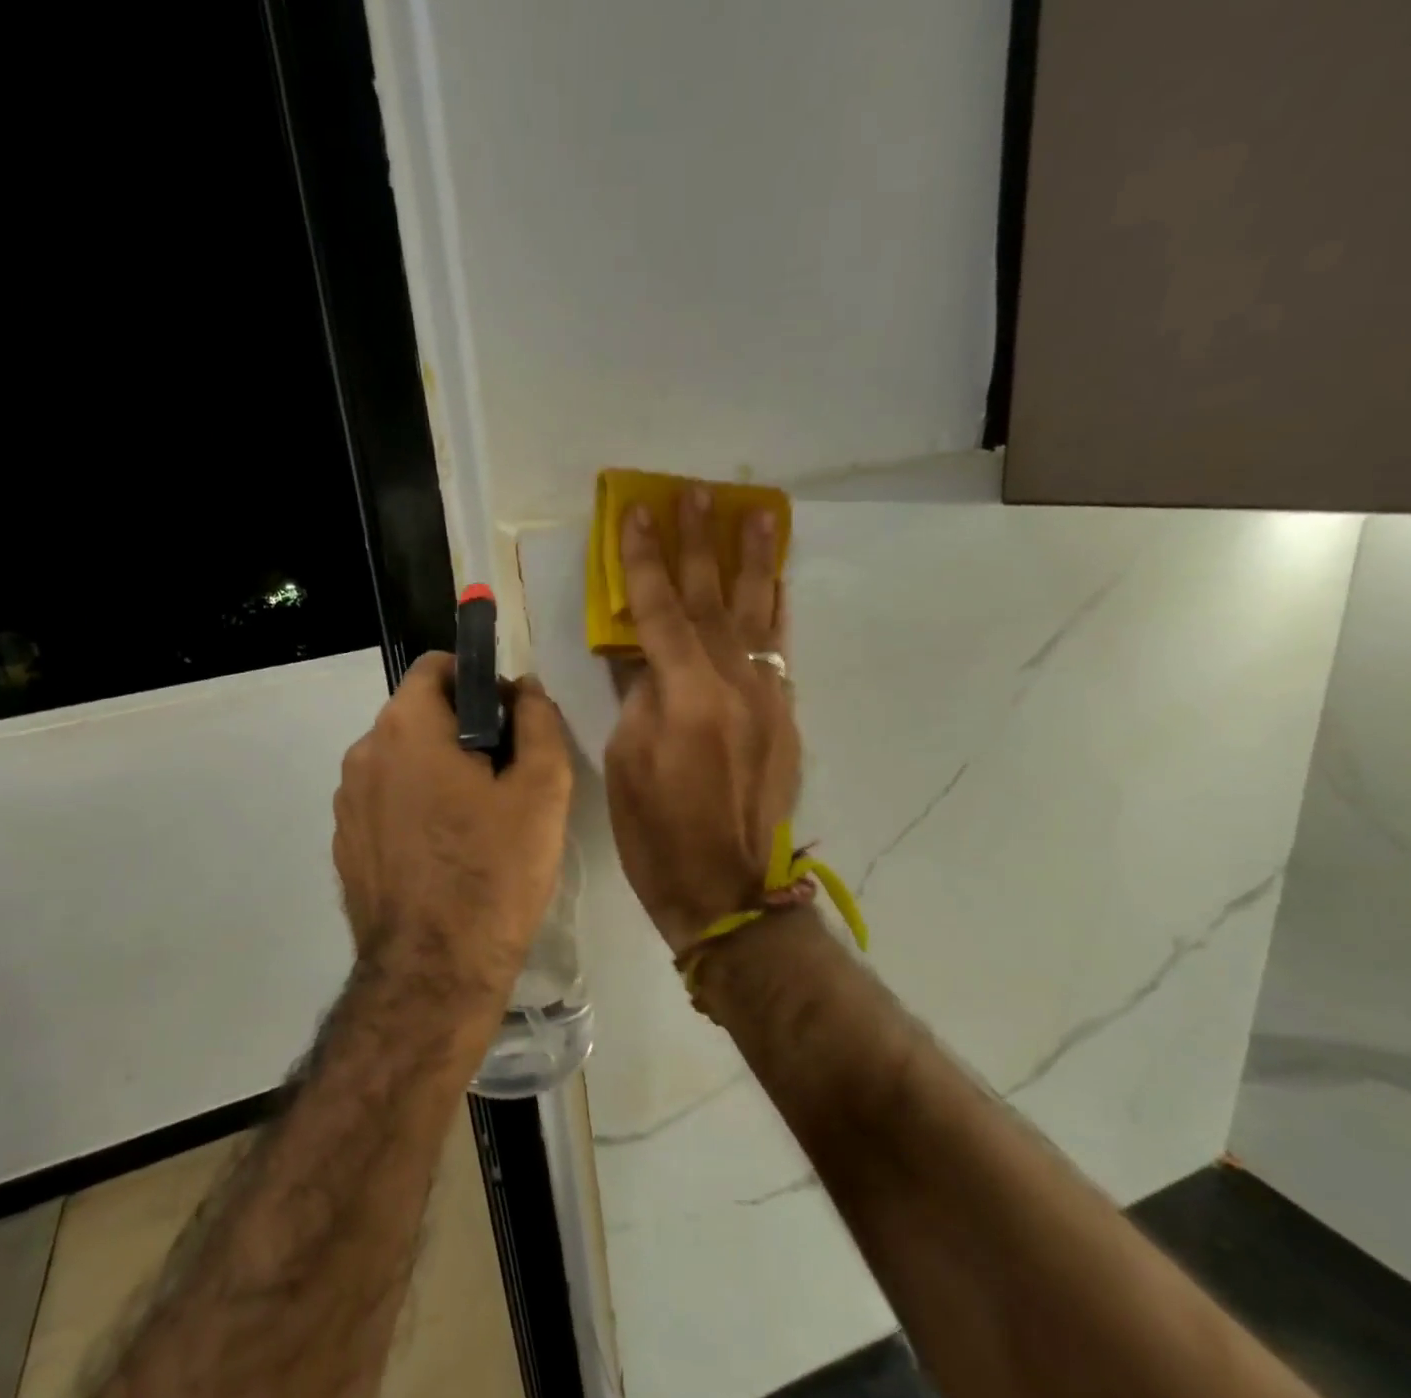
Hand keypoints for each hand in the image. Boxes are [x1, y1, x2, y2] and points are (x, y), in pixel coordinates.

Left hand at [334, 652, 572, 996]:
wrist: (433, 973)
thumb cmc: (494, 872)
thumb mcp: (541, 790)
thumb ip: (538, 722)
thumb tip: (524, 690)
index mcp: (406, 728)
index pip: (436, 667)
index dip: (478, 682)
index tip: (508, 721)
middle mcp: (363, 754)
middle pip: (418, 716)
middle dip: (461, 731)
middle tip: (504, 778)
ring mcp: (346, 803)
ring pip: (401, 762)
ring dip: (436, 772)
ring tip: (477, 822)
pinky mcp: (345, 845)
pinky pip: (385, 804)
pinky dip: (413, 809)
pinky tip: (444, 854)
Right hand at [604, 488, 798, 951]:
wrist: (728, 891)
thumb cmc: (657, 835)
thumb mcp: (626, 764)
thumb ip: (636, 697)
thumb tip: (641, 653)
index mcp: (686, 696)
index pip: (658, 612)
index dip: (644, 562)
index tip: (637, 514)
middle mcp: (733, 685)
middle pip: (712, 600)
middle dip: (701, 544)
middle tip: (697, 493)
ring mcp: (766, 699)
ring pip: (757, 615)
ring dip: (754, 561)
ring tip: (757, 512)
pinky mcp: (784, 717)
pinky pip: (780, 650)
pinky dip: (777, 611)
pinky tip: (777, 582)